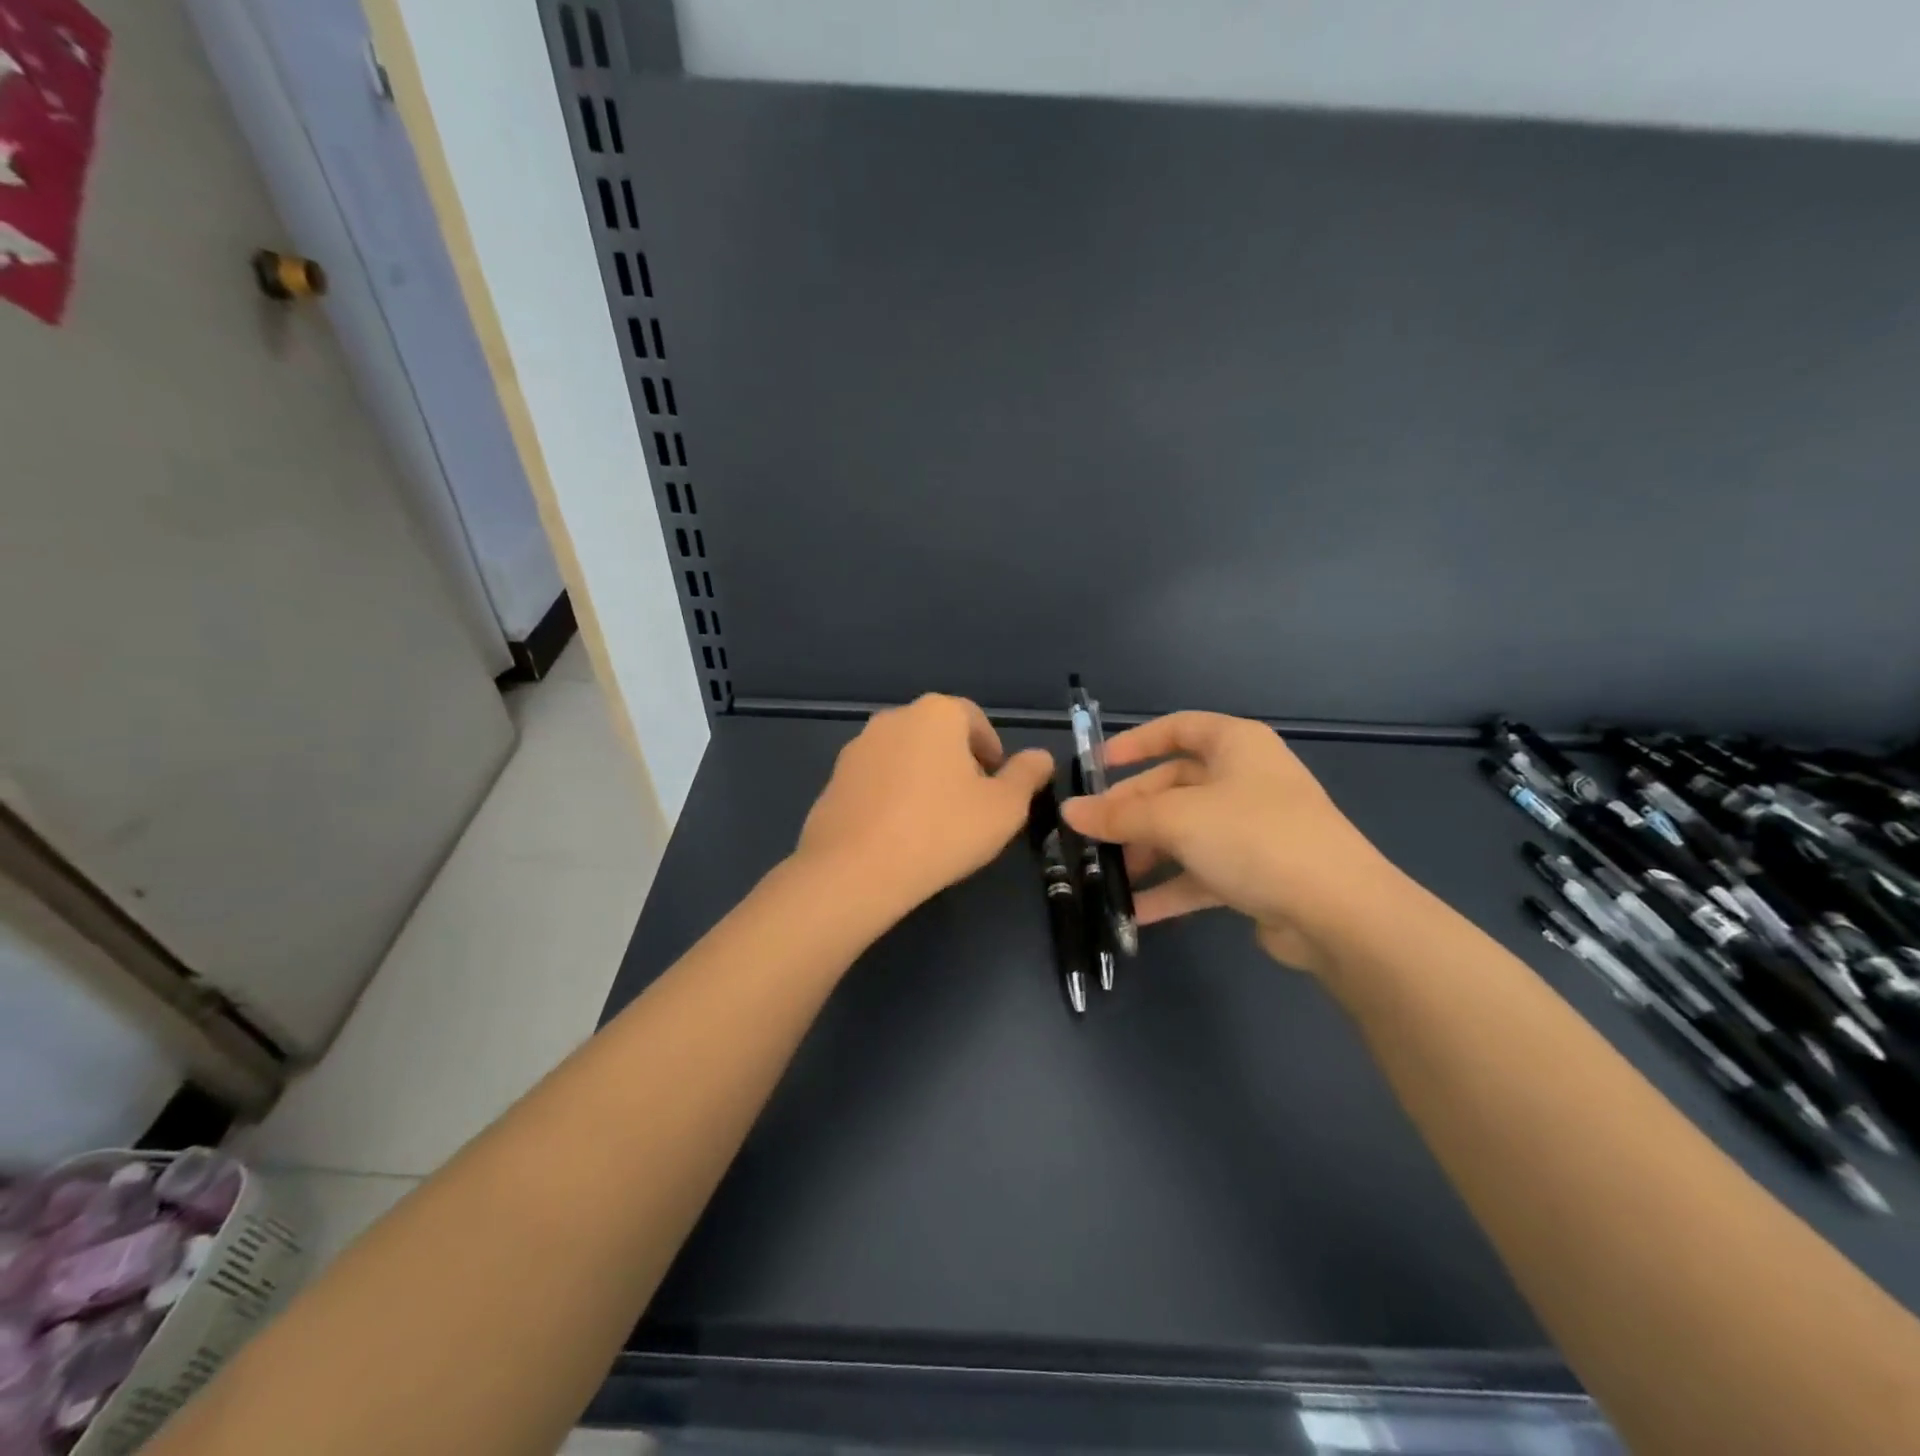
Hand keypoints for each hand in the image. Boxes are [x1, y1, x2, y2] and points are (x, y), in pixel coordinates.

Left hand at [796, 694, 1055, 921]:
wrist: (855, 870)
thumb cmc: (942, 831)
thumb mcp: (1004, 808)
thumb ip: (1027, 775)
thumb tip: (1041, 756)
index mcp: (936, 713)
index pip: (974, 720)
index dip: (992, 752)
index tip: (997, 787)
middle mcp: (894, 718)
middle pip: (938, 735)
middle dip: (958, 763)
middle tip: (971, 806)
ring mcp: (857, 747)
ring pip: (905, 756)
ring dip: (923, 779)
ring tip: (934, 823)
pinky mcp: (834, 778)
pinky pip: (877, 780)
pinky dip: (892, 796)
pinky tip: (898, 833)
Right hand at [1061, 712, 1400, 975]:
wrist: (1338, 913)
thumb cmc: (1253, 837)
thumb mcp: (1177, 819)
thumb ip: (1119, 816)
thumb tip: (1068, 811)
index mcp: (1236, 745)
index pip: (1178, 728)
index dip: (1135, 743)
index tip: (1097, 767)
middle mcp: (1246, 780)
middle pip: (1174, 786)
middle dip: (1131, 812)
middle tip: (1092, 835)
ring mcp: (1254, 828)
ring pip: (1186, 832)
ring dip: (1147, 853)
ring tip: (1107, 877)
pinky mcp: (1258, 872)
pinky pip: (1202, 871)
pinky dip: (1171, 888)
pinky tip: (1135, 912)